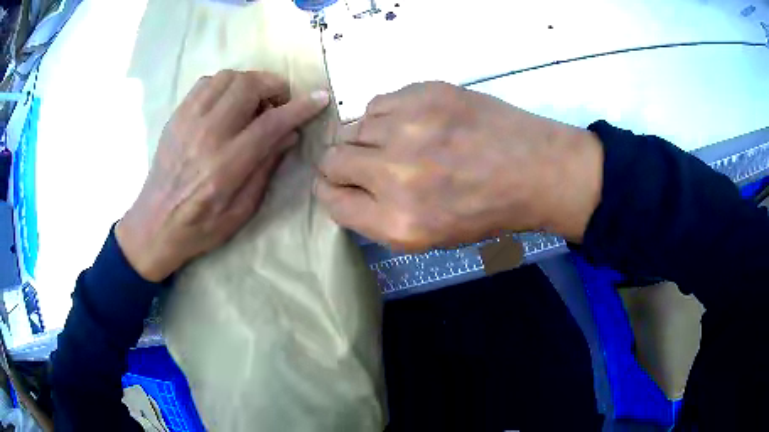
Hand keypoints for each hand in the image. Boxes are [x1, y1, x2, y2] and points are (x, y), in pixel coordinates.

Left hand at [117, 70, 329, 281]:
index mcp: (226, 165)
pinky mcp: (177, 116)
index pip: (271, 123)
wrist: (154, 224)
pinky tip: (227, 103)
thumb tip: (289, 134)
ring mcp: (188, 120)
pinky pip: (206, 82)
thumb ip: (266, 168)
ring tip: (253, 102)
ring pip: (228, 77)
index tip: (320, 98)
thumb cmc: (200, 226)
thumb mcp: (242, 210)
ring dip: (249, 82)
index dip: (301, 107)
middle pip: (249, 86)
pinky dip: (225, 85)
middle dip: (274, 86)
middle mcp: (207, 134)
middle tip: (279, 103)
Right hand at [315, 82, 601, 250]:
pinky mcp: (424, 94)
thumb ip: (377, 217)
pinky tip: (411, 124)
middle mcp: (394, 174)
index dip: (330, 191)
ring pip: (350, 127)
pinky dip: (385, 116)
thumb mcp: (429, 237)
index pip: (330, 200)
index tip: (339, 185)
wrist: (535, 170)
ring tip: (396, 143)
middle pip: (331, 160)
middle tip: (363, 163)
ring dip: (365, 138)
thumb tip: (344, 188)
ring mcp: (409, 127)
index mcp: (398, 222)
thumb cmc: (486, 211)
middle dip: (340, 164)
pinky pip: (377, 103)